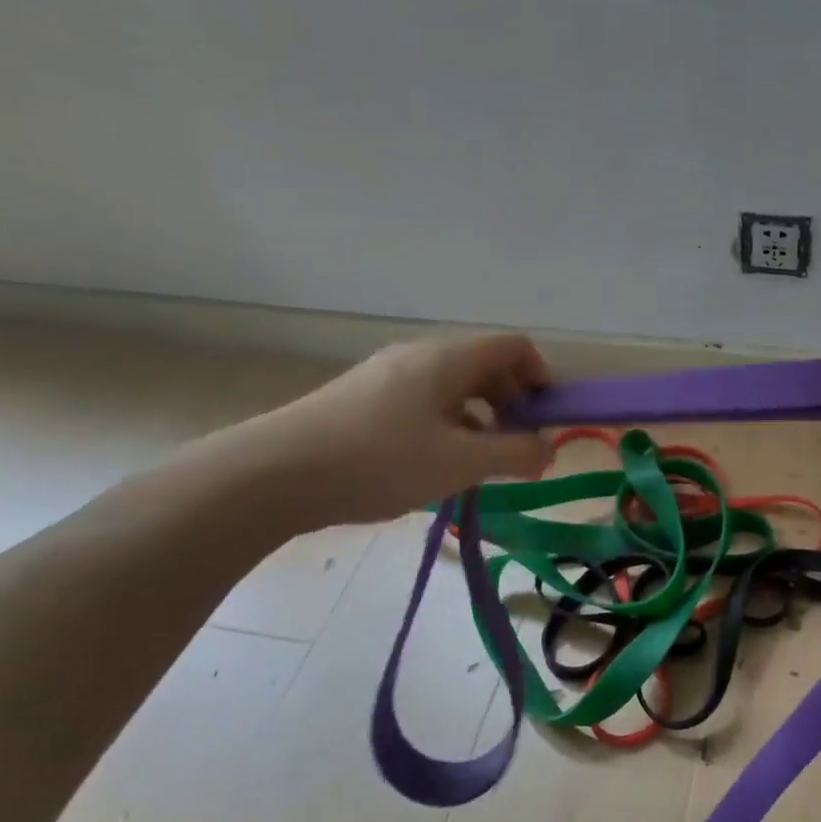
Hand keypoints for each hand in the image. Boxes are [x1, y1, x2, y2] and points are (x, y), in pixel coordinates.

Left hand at [230, 333, 554, 531]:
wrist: (274, 474)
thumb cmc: (379, 461)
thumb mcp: (460, 463)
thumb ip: (515, 454)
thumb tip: (546, 449)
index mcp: (448, 359)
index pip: (514, 346)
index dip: (542, 377)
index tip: (547, 421)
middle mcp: (420, 355)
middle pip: (485, 365)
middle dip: (513, 403)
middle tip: (516, 448)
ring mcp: (387, 375)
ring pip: (454, 387)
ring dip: (480, 418)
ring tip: (477, 463)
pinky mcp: (363, 399)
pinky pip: (424, 401)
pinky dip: (447, 425)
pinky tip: (434, 465)